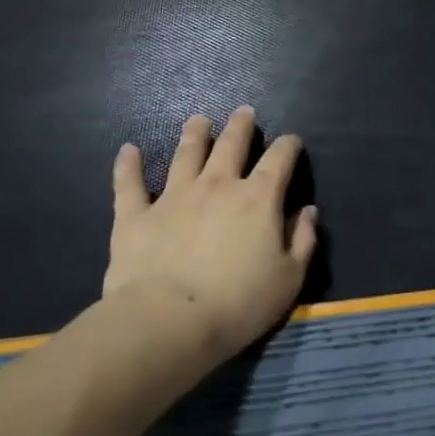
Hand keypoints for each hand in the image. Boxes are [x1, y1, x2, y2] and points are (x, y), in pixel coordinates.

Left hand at [105, 107, 318, 364]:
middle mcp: (218, 186)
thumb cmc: (239, 304)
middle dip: (240, 126)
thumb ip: (303, 240)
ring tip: (198, 120)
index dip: (288, 146)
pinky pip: (129, 185)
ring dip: (194, 134)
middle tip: (243, 112)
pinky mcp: (135, 217)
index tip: (291, 142)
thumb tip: (307, 211)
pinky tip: (128, 150)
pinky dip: (128, 166)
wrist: (168, 323)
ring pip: (185, 154)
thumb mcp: (289, 278)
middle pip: (231, 145)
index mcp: (259, 198)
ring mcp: (173, 197)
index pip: (280, 159)